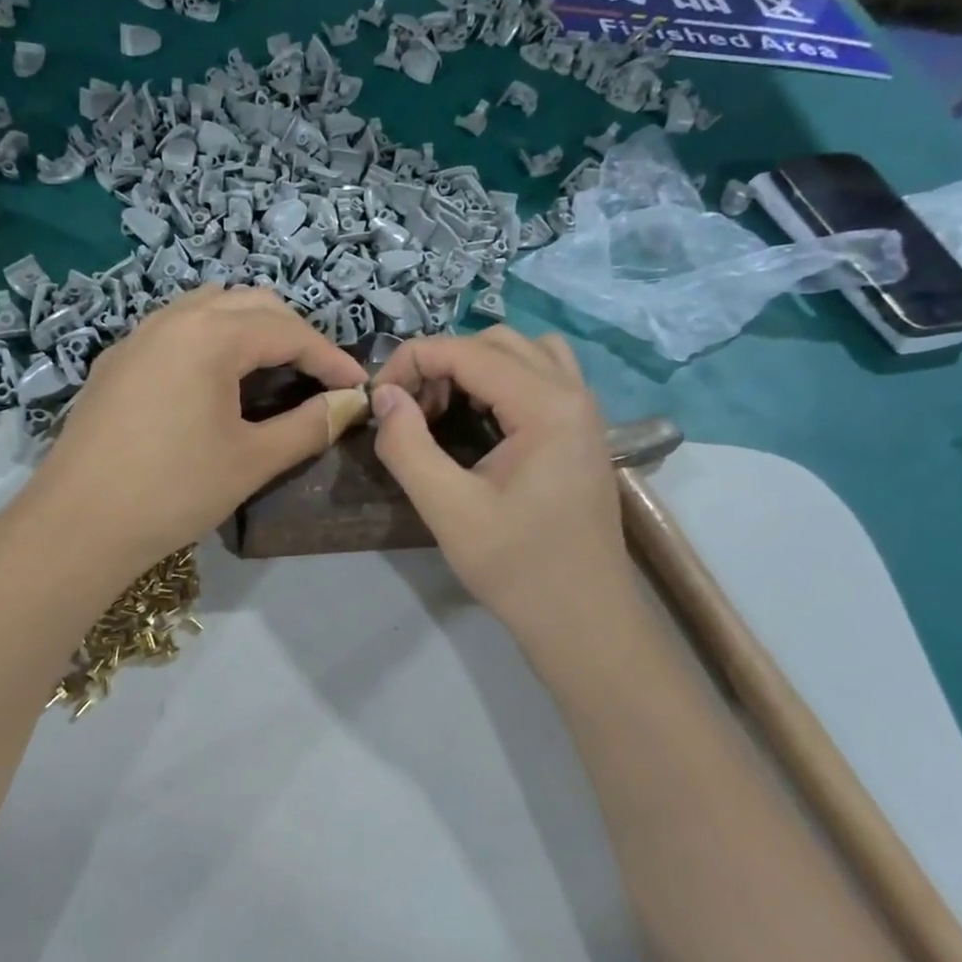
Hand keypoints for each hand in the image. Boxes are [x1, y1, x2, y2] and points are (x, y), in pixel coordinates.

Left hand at [21, 286, 366, 572]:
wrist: (76, 525)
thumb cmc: (173, 491)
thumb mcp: (252, 461)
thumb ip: (309, 425)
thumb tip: (350, 404)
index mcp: (210, 336)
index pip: (288, 330)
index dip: (330, 357)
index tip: (358, 388)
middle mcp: (173, 319)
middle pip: (251, 305)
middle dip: (294, 333)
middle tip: (318, 377)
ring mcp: (138, 337)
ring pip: (209, 308)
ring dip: (250, 328)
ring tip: (272, 371)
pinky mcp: (116, 361)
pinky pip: (176, 329)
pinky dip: (211, 340)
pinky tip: (215, 382)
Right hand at [370, 328, 629, 640]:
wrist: (584, 619)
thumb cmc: (518, 568)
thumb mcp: (448, 510)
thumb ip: (407, 446)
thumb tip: (384, 396)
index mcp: (547, 405)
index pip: (465, 351)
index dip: (411, 363)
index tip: (377, 401)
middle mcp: (573, 392)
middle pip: (494, 342)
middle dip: (441, 363)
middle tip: (409, 409)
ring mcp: (584, 409)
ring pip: (521, 352)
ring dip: (473, 365)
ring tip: (442, 408)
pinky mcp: (581, 430)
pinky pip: (540, 376)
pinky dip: (501, 380)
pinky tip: (478, 419)